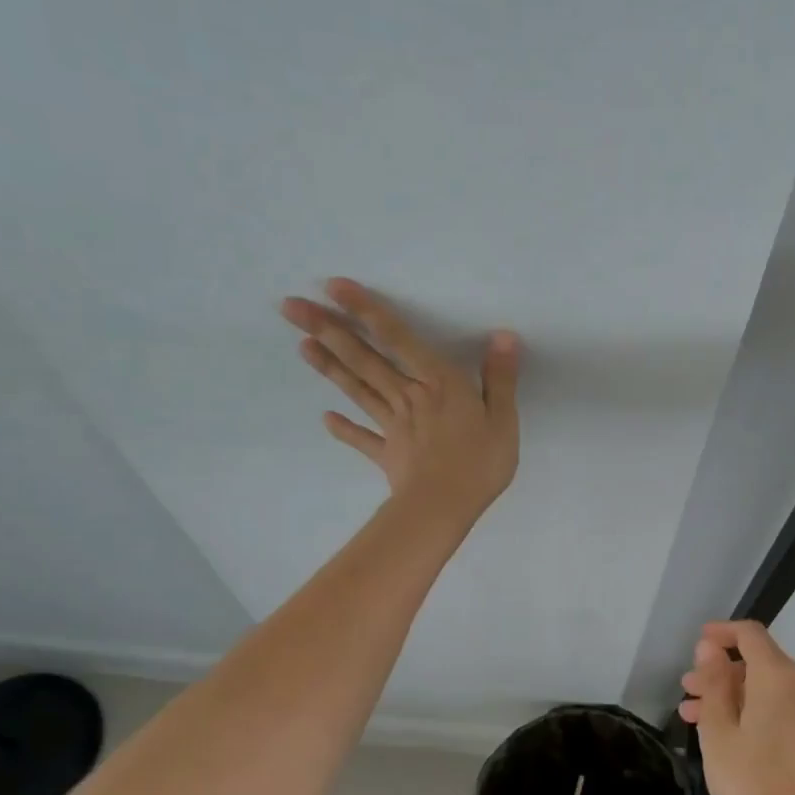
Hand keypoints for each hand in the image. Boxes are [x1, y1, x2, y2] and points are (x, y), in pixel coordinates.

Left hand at [281, 279, 520, 526]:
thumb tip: (503, 336)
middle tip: (290, 308)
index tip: (333, 286)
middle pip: (363, 358)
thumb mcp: (503, 419)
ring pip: (357, 390)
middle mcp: (407, 395)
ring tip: (301, 344)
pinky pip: (362, 438)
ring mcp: (392, 425)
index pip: (397, 338)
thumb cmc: (479, 463)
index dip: (365, 310)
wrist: (444, 508)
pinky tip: (325, 418)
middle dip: (327, 330)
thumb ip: (501, 377)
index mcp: (437, 383)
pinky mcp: (387, 454)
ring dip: (329, 366)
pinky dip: (344, 429)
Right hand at [680, 621, 794, 794]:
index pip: (751, 635)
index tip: (695, 645)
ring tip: (694, 718)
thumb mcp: (718, 732)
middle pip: (759, 663)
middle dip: (721, 673)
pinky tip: (725, 735)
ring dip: (732, 696)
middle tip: (686, 692)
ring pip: (767, 689)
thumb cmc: (754, 784)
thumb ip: (714, 684)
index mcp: (780, 677)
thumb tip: (710, 649)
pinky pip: (781, 709)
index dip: (721, 633)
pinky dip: (752, 712)